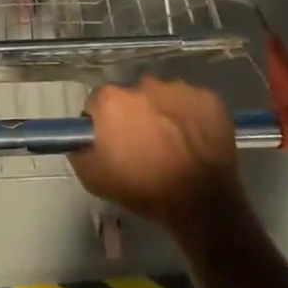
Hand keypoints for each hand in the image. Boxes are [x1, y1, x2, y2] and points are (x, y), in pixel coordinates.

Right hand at [68, 77, 253, 243]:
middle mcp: (143, 84)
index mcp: (112, 101)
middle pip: (132, 97)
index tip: (112, 142)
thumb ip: (80, 149)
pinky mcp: (208, 97)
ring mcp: (179, 88)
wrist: (201, 203)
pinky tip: (194, 140)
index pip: (98, 103)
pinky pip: (192, 102)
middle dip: (134, 115)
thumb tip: (81, 137)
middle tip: (143, 144)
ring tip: (173, 143)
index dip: (103, 123)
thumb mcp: (93, 178)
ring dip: (163, 113)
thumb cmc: (143, 190)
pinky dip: (190, 116)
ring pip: (163, 97)